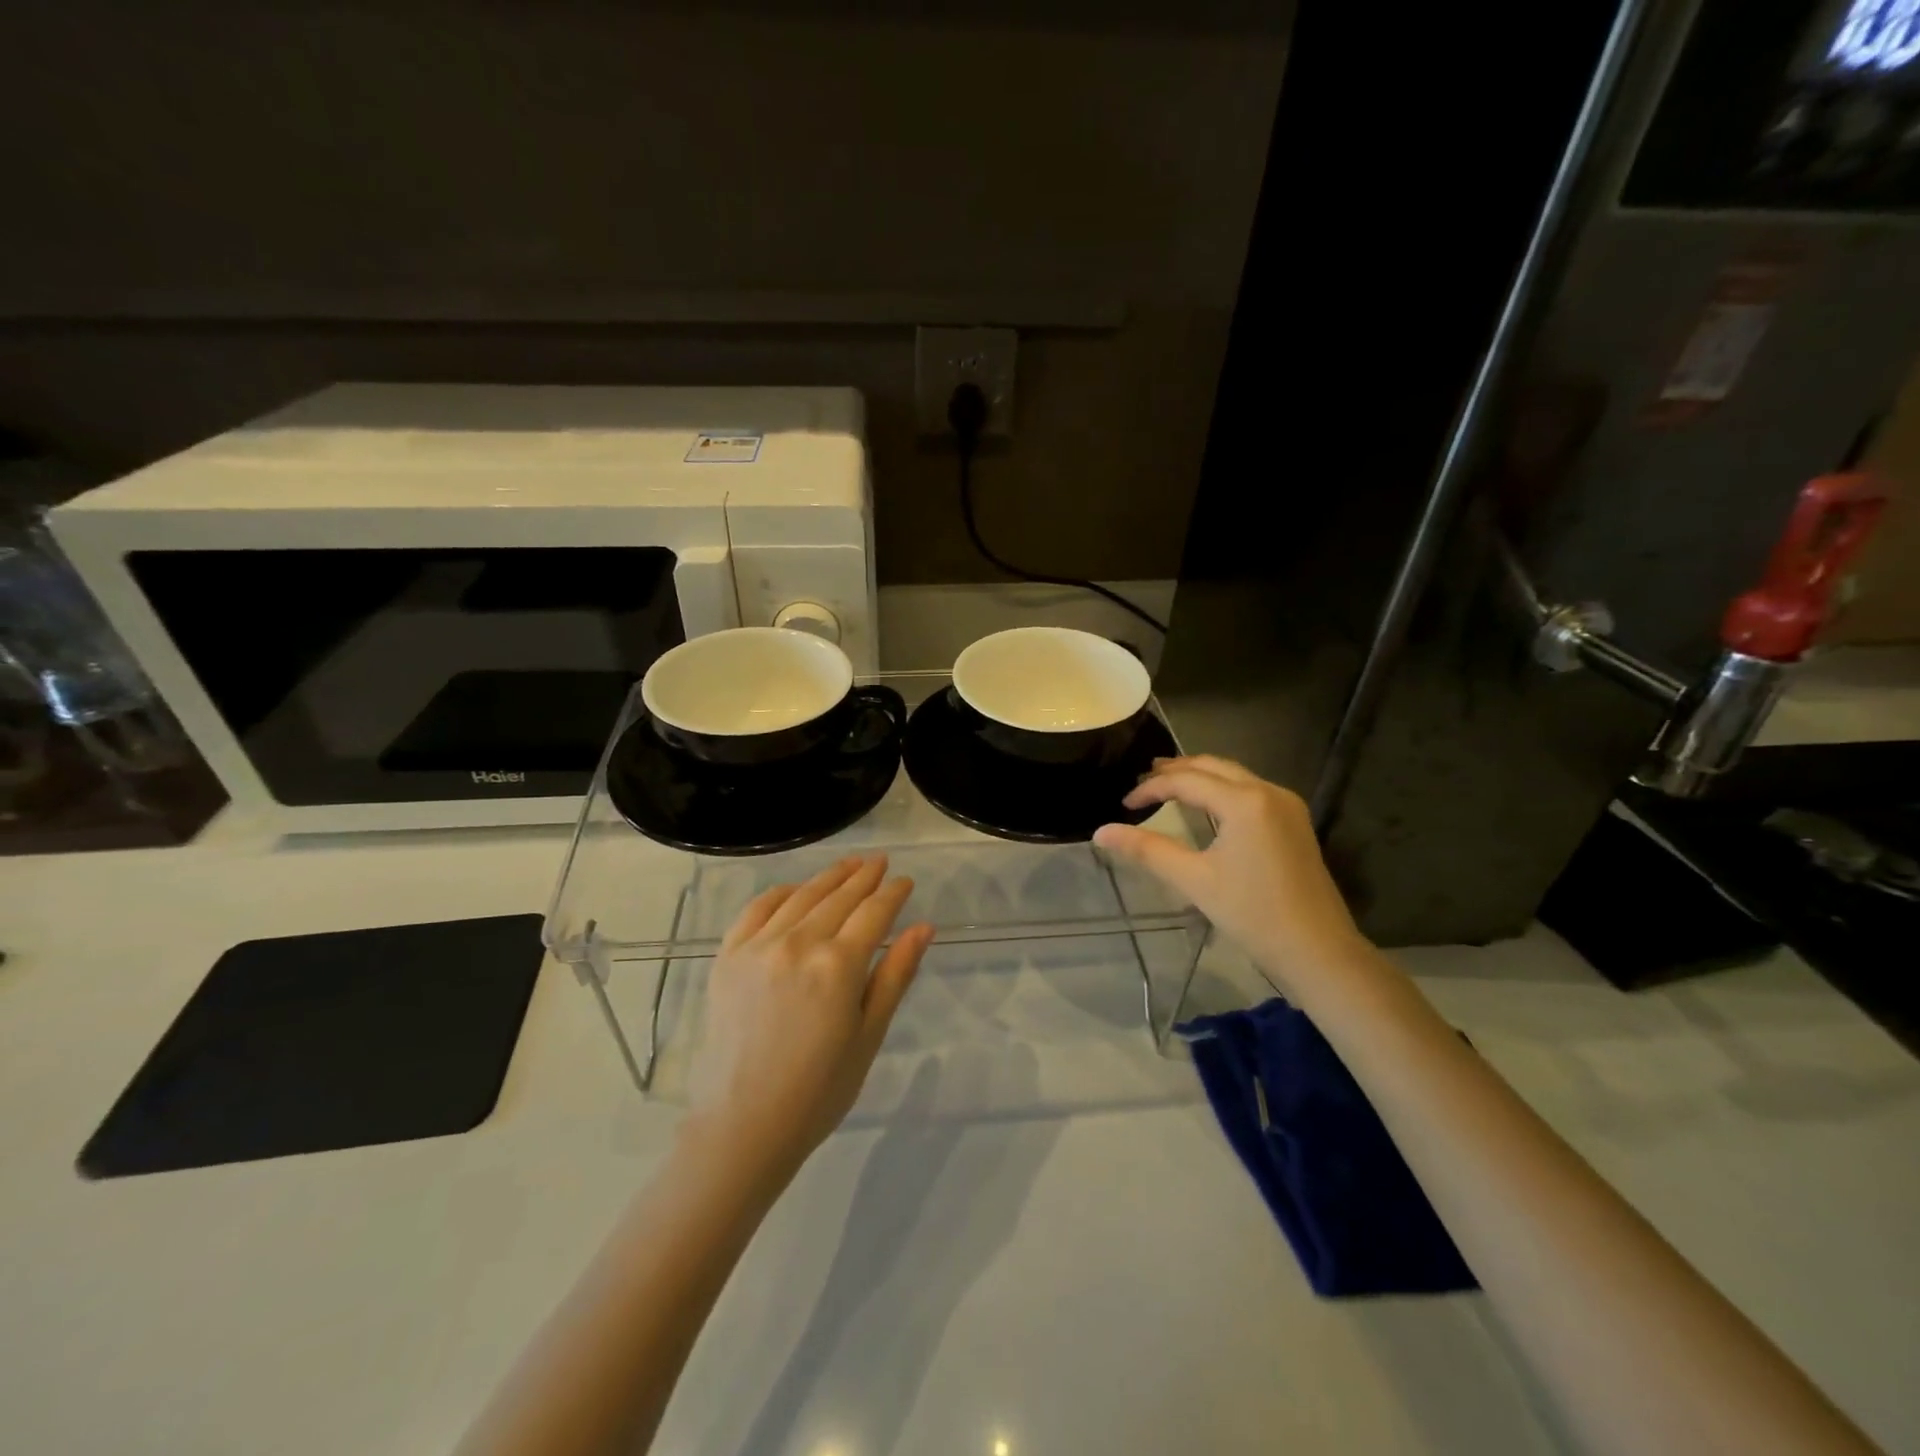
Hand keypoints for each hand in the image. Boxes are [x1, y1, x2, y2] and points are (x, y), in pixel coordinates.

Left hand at [687, 856, 933, 1173]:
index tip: (905, 881)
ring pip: (801, 897)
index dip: (893, 894)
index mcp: (838, 965)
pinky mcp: (728, 956)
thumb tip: (924, 927)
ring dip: (828, 877)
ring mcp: (758, 946)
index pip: (874, 913)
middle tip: (880, 862)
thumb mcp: (869, 1034)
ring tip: (849, 865)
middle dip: (864, 877)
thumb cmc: (819, 1090)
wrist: (743, 1125)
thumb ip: (895, 975)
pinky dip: (780, 893)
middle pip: (839, 897)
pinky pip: (756, 910)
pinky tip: (795, 889)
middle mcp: (798, 943)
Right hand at [1093, 756, 1369, 1004]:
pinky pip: (1250, 790)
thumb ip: (1147, 850)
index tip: (1124, 805)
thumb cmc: (1253, 915)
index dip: (1150, 789)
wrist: (1319, 951)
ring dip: (1199, 777)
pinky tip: (1205, 805)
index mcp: (1245, 801)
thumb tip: (1101, 832)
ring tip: (1167, 786)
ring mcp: (1286, 804)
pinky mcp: (1294, 821)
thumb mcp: (1194, 881)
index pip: (1186, 781)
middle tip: (1142, 780)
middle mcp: (1268, 791)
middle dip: (1175, 770)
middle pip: (1212, 766)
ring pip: (1233, 775)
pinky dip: (1221, 789)